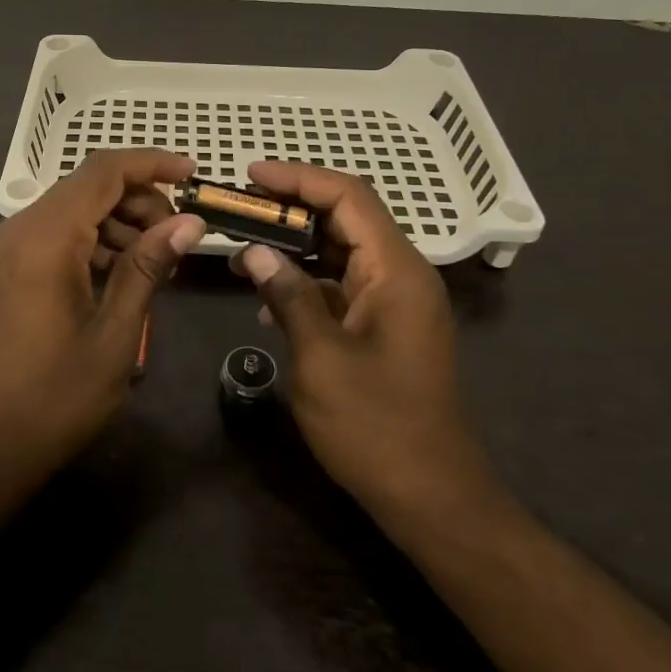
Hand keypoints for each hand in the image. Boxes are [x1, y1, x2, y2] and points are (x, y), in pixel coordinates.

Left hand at [0, 150, 204, 480]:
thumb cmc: (54, 398)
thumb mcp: (115, 335)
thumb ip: (148, 268)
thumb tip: (188, 223)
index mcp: (44, 239)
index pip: (103, 172)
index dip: (152, 164)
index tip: (194, 174)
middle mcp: (19, 230)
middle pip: (87, 186)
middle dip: (139, 198)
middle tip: (178, 235)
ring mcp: (7, 250)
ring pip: (72, 209)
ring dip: (118, 221)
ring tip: (157, 259)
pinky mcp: (6, 271)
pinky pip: (56, 235)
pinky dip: (93, 240)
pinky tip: (122, 273)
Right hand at [232, 161, 506, 525]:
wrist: (431, 495)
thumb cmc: (376, 425)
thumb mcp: (321, 358)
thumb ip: (288, 296)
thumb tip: (254, 251)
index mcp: (397, 271)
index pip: (349, 197)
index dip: (299, 179)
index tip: (251, 175)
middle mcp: (402, 276)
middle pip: (346, 219)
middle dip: (291, 209)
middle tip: (239, 208)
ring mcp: (395, 304)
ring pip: (341, 253)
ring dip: (294, 247)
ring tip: (243, 249)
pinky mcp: (384, 329)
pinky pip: (342, 288)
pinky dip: (306, 284)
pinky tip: (268, 304)